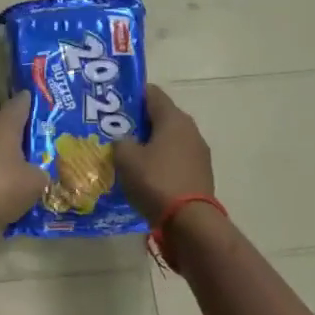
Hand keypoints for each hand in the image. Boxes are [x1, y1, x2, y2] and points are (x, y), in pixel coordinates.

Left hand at [0, 93, 47, 225]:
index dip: (35, 102)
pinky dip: (6, 180)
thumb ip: (43, 173)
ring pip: (1, 153)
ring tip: (41, 168)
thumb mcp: (35, 180)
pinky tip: (22, 191)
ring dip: (17, 160)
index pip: (21, 104)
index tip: (50, 103)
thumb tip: (41, 174)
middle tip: (52, 140)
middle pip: (10, 129)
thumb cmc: (0, 185)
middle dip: (29, 135)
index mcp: (3, 125)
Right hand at [113, 85, 212, 222]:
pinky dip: (161, 162)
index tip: (114, 102)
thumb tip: (124, 141)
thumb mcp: (126, 158)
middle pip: (161, 117)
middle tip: (115, 130)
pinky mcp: (200, 174)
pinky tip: (145, 174)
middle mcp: (190, 130)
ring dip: (150, 144)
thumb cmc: (155, 180)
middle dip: (139, 122)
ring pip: (169, 139)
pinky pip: (175, 159)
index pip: (152, 93)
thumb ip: (120, 142)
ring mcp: (199, 153)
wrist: (189, 221)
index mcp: (173, 118)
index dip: (132, 94)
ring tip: (128, 154)